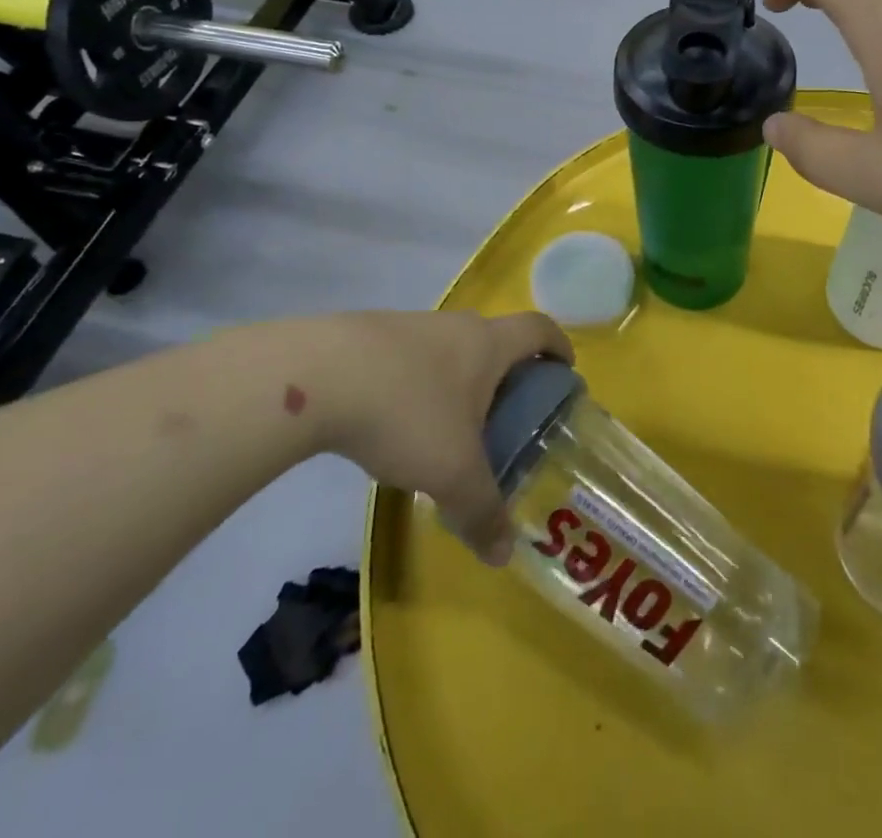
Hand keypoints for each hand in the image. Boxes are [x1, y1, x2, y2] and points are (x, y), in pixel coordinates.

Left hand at [320, 311, 571, 565]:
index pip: (539, 329)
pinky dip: (416, 384)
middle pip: (494, 339)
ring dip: (458, 380)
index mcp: (487, 344)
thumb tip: (504, 555)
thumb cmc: (407, 413)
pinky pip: (408, 359)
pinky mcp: (366, 337)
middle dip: (507, 373)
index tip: (565, 371)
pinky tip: (396, 423)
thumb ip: (482, 512)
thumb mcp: (452, 473)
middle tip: (506, 416)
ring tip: (449, 428)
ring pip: (448, 349)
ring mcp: (408, 326)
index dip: (558, 347)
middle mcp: (454, 325)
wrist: (317, 377)